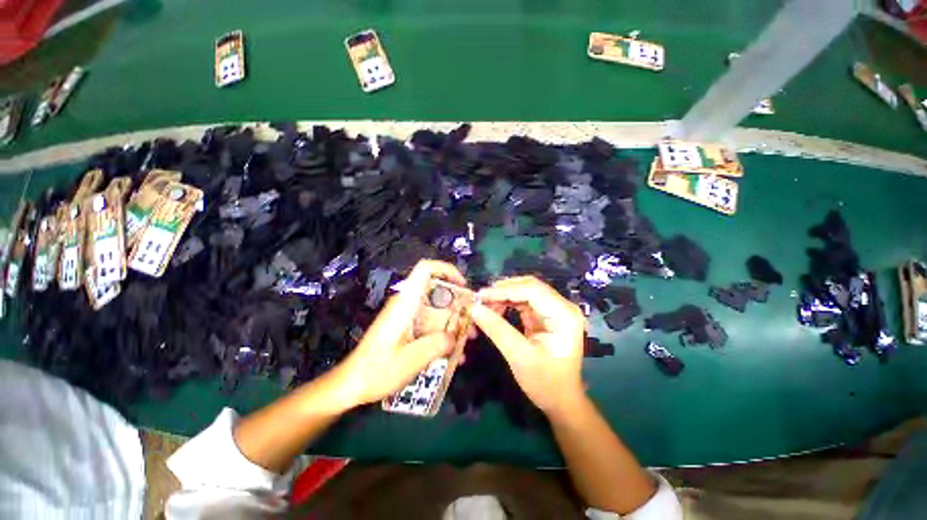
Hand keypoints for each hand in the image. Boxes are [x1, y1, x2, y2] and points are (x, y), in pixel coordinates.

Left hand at [332, 260, 466, 408]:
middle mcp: (407, 304)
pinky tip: (452, 353)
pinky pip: (430, 322)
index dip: (447, 270)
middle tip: (471, 322)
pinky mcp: (407, 327)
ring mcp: (407, 315)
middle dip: (458, 303)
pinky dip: (444, 332)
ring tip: (466, 340)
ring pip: (436, 307)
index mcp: (405, 303)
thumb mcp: (409, 361)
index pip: (425, 269)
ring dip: (454, 320)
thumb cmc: (376, 371)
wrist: (351, 384)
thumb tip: (455, 337)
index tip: (464, 286)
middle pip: (437, 290)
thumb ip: (435, 345)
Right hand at [471, 276, 586, 416]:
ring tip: (486, 305)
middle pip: (530, 286)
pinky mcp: (546, 316)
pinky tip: (495, 309)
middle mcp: (562, 306)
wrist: (561, 401)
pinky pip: (524, 301)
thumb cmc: (545, 382)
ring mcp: (555, 310)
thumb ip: (497, 329)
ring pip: (525, 291)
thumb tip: (474, 308)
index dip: (504, 290)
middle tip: (480, 299)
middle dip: (503, 290)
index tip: (480, 296)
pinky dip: (508, 303)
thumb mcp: (519, 356)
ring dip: (504, 296)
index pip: (532, 290)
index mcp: (564, 314)